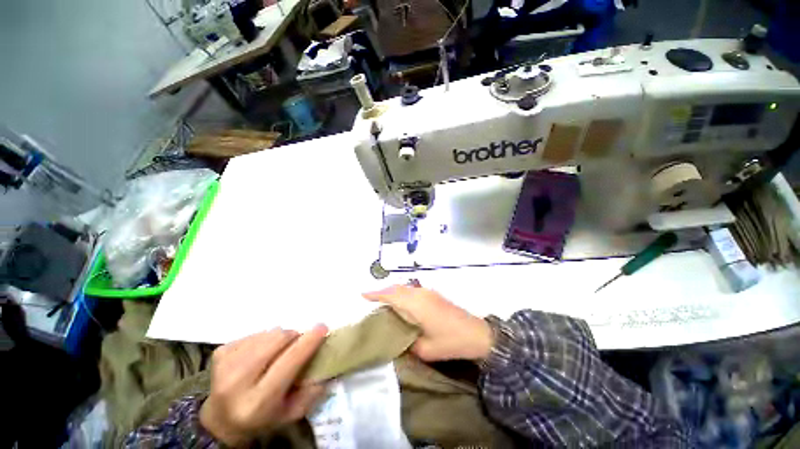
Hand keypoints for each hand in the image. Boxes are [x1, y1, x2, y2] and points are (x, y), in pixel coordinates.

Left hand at [199, 325, 327, 446]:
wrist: (221, 421)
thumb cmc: (262, 418)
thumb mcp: (291, 413)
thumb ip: (312, 391)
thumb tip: (327, 362)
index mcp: (258, 401)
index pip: (289, 360)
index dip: (309, 341)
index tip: (323, 327)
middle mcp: (237, 382)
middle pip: (278, 338)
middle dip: (294, 336)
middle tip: (298, 344)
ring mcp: (225, 365)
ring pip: (268, 332)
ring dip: (280, 337)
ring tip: (278, 351)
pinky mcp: (219, 353)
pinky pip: (255, 333)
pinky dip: (264, 339)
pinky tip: (261, 353)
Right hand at [363, 283, 492, 361]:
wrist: (478, 334)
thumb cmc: (451, 342)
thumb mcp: (426, 349)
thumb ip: (407, 342)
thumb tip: (397, 337)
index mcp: (416, 304)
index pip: (391, 294)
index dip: (376, 293)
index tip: (362, 294)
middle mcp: (420, 293)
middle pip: (397, 288)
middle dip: (382, 291)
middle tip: (369, 299)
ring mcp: (428, 292)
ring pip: (405, 288)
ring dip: (392, 292)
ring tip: (382, 302)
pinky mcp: (434, 295)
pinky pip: (412, 291)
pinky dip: (402, 294)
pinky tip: (400, 304)